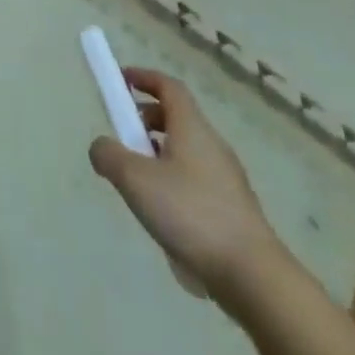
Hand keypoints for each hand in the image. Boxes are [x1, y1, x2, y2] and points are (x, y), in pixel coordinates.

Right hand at [89, 68, 290, 311]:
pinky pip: (195, 179)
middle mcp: (212, 146)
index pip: (169, 86)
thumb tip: (101, 147)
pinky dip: (172, 180)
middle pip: (176, 117)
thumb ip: (109, 155)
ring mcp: (226, 179)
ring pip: (185, 150)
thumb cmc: (190, 214)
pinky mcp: (232, 209)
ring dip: (157, 152)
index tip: (120, 80)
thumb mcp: (135, 179)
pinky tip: (161, 212)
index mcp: (192, 128)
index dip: (143, 77)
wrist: (253, 277)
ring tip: (136, 180)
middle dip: (145, 119)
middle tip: (122, 135)